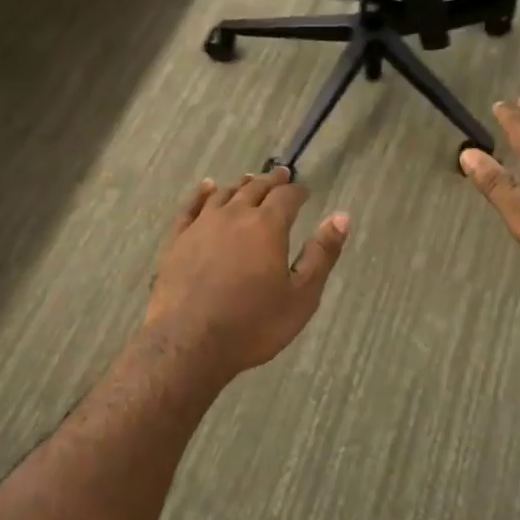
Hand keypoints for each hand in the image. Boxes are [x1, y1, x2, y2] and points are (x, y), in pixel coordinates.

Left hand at [145, 167, 350, 380]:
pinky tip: (207, 188)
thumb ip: (322, 254)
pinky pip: (191, 207)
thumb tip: (342, 216)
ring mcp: (202, 225)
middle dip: (271, 182)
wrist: (189, 343)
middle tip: (281, 176)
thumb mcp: (301, 296)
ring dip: (241, 185)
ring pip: (224, 194)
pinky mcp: (177, 240)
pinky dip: (202, 193)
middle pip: (255, 188)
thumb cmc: (253, 324)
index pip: (287, 197)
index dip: (298, 192)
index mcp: (267, 226)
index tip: (304, 191)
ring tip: (249, 182)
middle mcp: (235, 215)